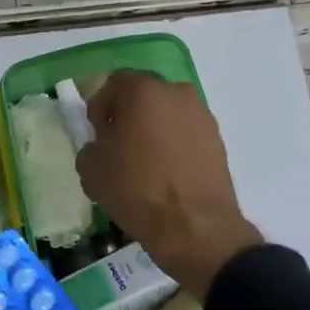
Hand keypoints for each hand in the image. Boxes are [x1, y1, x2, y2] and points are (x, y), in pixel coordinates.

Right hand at [76, 71, 262, 297]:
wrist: (194, 226)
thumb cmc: (136, 189)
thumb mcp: (91, 169)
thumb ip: (91, 146)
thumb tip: (102, 145)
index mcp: (144, 91)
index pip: (115, 83)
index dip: (100, 106)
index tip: (97, 133)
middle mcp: (177, 94)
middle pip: (145, 97)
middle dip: (129, 116)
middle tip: (118, 146)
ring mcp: (202, 117)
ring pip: (168, 116)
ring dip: (154, 131)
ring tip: (144, 164)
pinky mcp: (218, 141)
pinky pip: (186, 135)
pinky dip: (174, 147)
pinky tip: (166, 175)